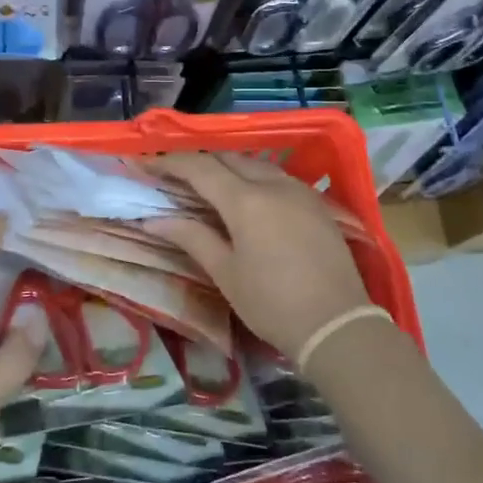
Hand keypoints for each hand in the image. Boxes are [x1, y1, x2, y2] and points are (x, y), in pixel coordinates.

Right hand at [150, 152, 373, 361]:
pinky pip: (277, 177)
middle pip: (227, 158)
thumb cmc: (272, 304)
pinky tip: (245, 195)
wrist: (337, 325)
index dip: (169, 163)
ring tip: (205, 182)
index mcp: (245, 200)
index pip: (199, 167)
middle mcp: (273, 184)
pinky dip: (252, 177)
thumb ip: (191, 237)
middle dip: (197, 160)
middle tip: (172, 173)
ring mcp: (299, 190)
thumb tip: (154, 219)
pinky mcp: (316, 203)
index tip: (145, 164)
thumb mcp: (225, 273)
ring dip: (226, 166)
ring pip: (255, 164)